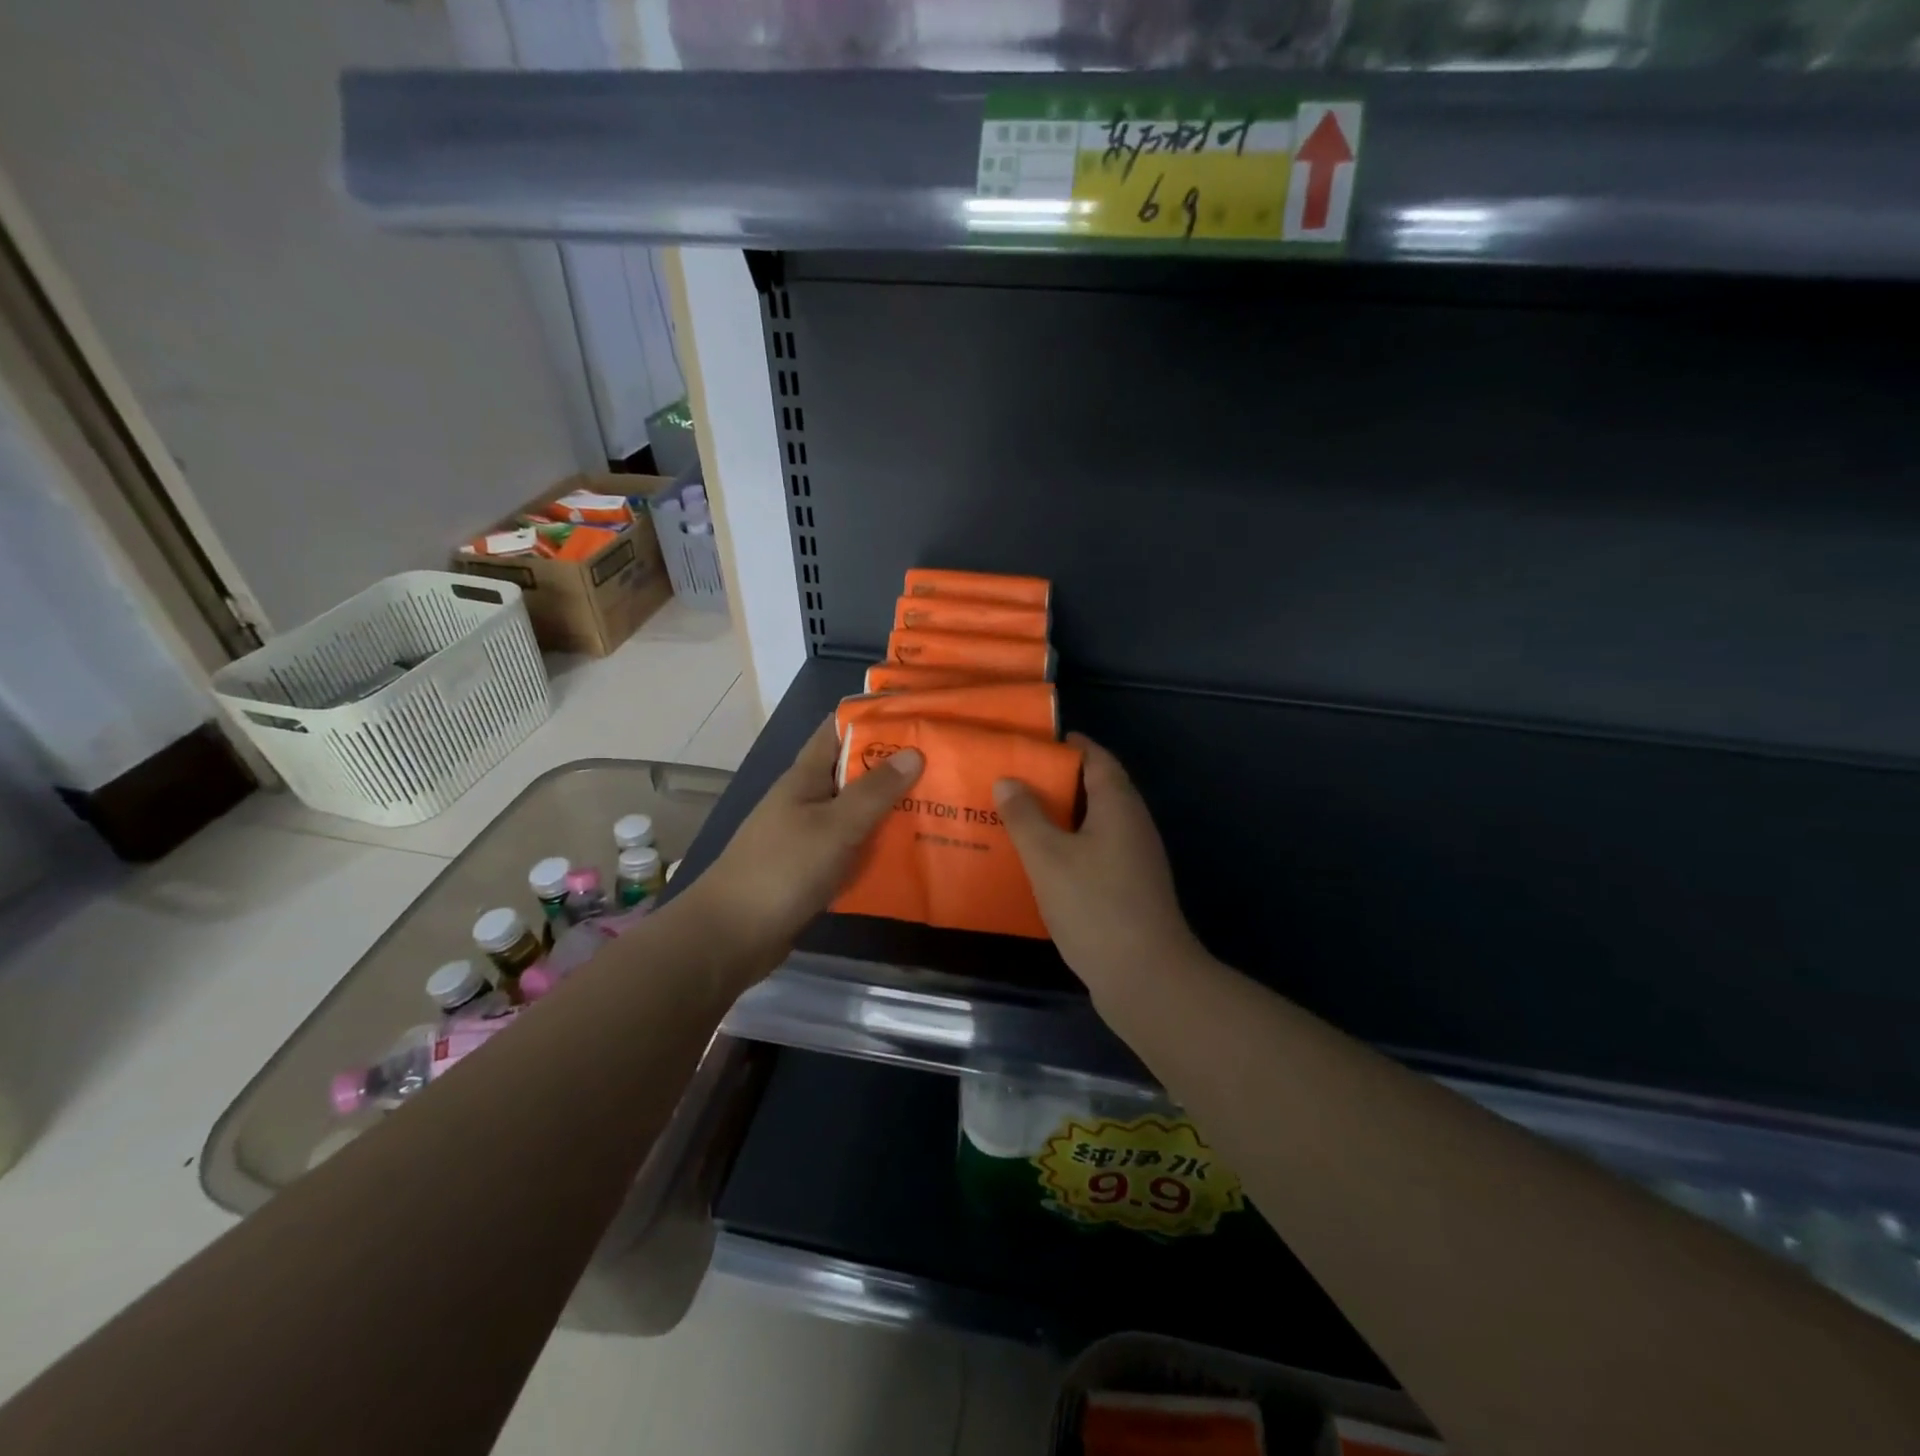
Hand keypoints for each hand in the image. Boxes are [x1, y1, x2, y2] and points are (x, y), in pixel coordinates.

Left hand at [684, 718, 922, 978]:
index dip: (873, 719)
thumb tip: (913, 752)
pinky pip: (853, 849)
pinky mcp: (813, 870)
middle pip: (854, 773)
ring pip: (856, 814)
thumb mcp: (835, 826)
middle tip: (945, 766)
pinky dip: (878, 848)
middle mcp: (807, 800)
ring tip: (941, 807)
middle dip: (894, 768)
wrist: (732, 935)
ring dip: (890, 811)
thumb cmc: (783, 869)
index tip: (917, 718)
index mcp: (806, 777)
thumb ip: (874, 791)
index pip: (838, 731)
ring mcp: (808, 836)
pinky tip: (912, 853)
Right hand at [994, 733, 1205, 1000]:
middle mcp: (1132, 826)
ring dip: (1060, 818)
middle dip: (1057, 782)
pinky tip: (1039, 863)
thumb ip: (1025, 816)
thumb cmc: (1094, 905)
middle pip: (1096, 789)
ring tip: (1018, 818)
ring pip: (1093, 824)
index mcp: (1119, 806)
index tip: (1034, 743)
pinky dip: (1068, 848)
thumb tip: (1008, 780)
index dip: (1069, 747)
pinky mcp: (1128, 889)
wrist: (1145, 977)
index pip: (1097, 758)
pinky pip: (1094, 853)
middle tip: (1013, 781)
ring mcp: (1134, 860)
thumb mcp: (1048, 856)